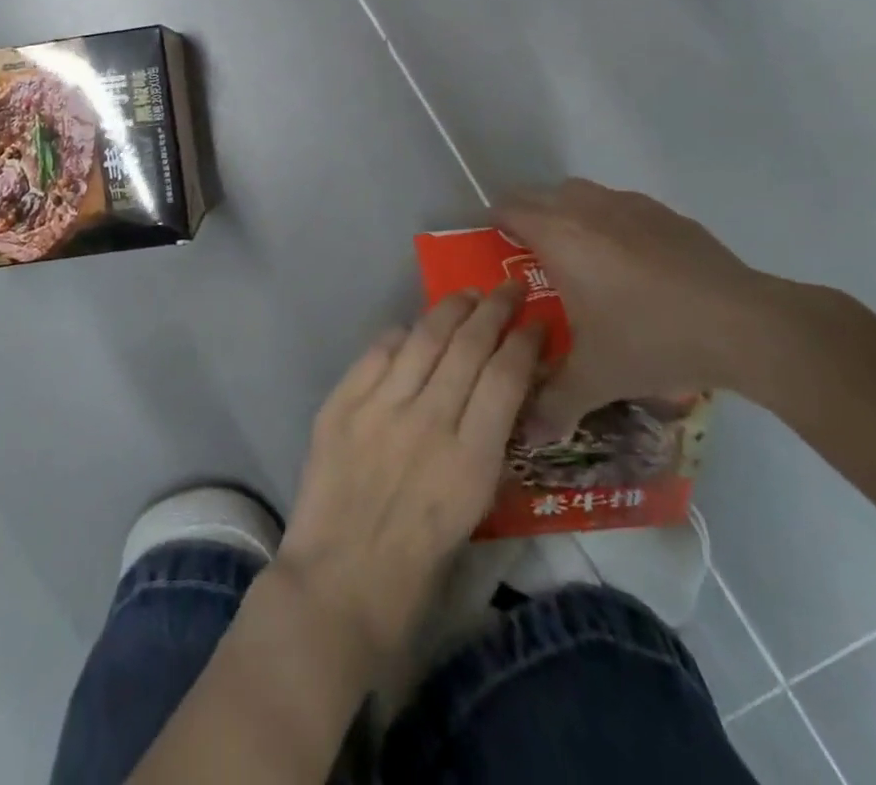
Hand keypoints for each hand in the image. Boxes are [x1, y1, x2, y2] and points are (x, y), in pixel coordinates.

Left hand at [275, 287, 540, 675]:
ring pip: (422, 339)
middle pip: (467, 346)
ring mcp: (379, 406)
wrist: (339, 584)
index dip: (524, 343)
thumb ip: (485, 450)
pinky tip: (411, 328)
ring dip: (448, 310)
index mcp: (471, 459)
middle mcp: (428, 420)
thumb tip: (495, 398)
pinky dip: (399, 336)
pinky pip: (376, 354)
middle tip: (507, 289)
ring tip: (466, 294)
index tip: (536, 323)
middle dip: (492, 311)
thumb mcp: (474, 513)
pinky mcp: (340, 403)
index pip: (506, 379)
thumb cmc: (417, 568)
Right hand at [495, 180, 790, 437]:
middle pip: (539, 194)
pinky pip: (620, 204)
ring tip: (577, 251)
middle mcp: (586, 209)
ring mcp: (629, 206)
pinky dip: (609, 220)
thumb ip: (554, 402)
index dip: (494, 223)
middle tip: (529, 254)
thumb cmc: (653, 340)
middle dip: (527, 216)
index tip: (492, 247)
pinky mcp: (666, 214)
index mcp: (558, 237)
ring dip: (567, 211)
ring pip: (580, 193)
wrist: (746, 326)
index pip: (508, 209)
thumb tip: (526, 432)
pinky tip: (629, 259)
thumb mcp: (597, 378)